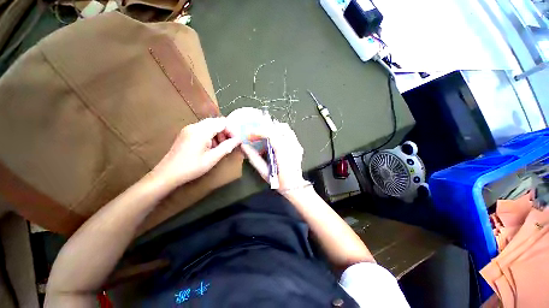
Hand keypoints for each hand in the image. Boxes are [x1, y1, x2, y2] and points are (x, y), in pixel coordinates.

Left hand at [151, 117, 240, 187]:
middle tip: (228, 144)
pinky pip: (202, 129)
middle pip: (216, 122)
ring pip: (210, 125)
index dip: (231, 130)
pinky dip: (210, 135)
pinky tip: (210, 147)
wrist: (167, 174)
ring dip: (218, 134)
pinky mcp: (186, 133)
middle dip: (225, 132)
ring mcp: (189, 129)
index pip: (222, 123)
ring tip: (219, 147)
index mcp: (201, 131)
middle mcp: (195, 126)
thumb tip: (239, 140)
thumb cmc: (192, 167)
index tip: (235, 141)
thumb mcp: (212, 158)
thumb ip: (227, 147)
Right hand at [241, 121, 307, 190]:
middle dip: (264, 128)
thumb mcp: (264, 171)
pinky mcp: (298, 146)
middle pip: (277, 128)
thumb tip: (244, 146)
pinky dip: (280, 132)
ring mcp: (296, 145)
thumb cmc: (279, 181)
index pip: (270, 134)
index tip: (249, 135)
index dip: (258, 132)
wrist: (294, 186)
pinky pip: (289, 133)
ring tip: (264, 134)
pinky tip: (274, 138)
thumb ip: (254, 157)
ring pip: (284, 128)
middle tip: (255, 133)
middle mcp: (291, 146)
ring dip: (272, 129)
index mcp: (282, 152)